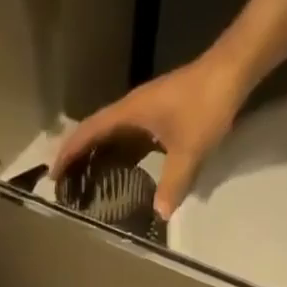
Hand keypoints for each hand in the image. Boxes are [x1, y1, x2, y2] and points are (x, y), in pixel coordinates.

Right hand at [51, 52, 250, 217]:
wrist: (232, 71)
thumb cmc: (205, 105)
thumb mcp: (189, 151)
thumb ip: (173, 184)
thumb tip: (159, 215)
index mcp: (129, 114)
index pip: (89, 132)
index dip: (69, 153)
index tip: (54, 175)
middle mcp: (131, 111)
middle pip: (96, 135)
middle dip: (79, 159)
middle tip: (68, 187)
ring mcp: (145, 114)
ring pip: (113, 139)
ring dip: (99, 159)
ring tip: (88, 186)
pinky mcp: (159, 118)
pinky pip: (131, 141)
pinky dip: (120, 158)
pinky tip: (122, 177)